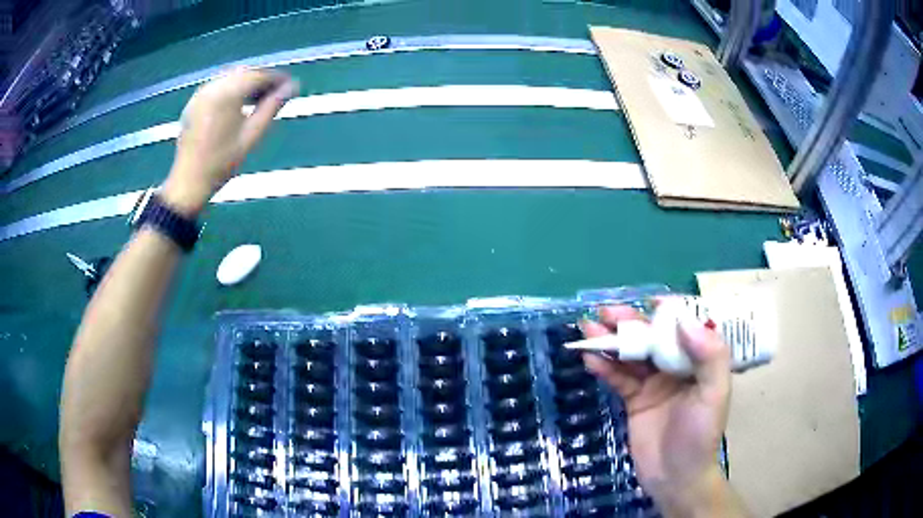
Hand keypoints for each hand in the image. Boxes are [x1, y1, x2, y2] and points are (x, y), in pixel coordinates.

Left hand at [161, 67, 298, 215]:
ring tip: (260, 99)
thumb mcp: (251, 136)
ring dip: (247, 83)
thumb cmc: (221, 163)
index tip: (291, 86)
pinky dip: (232, 89)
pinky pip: (218, 86)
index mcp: (226, 94)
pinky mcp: (194, 102)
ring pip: (230, 77)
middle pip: (244, 73)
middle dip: (262, 79)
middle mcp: (212, 87)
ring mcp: (200, 94)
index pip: (258, 76)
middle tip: (277, 93)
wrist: (188, 182)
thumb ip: (271, 107)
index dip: (277, 79)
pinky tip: (239, 103)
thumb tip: (292, 87)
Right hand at [581, 302, 744, 516]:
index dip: (666, 313)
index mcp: (698, 361)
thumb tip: (683, 321)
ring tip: (588, 328)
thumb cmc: (700, 436)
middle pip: (651, 338)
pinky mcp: (634, 400)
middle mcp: (676, 367)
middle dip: (630, 323)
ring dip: (611, 341)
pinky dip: (605, 368)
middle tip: (605, 312)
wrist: (675, 478)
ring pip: (631, 355)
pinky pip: (619, 379)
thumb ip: (709, 356)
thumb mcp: (714, 396)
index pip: (682, 328)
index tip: (647, 303)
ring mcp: (653, 383)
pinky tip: (590, 359)